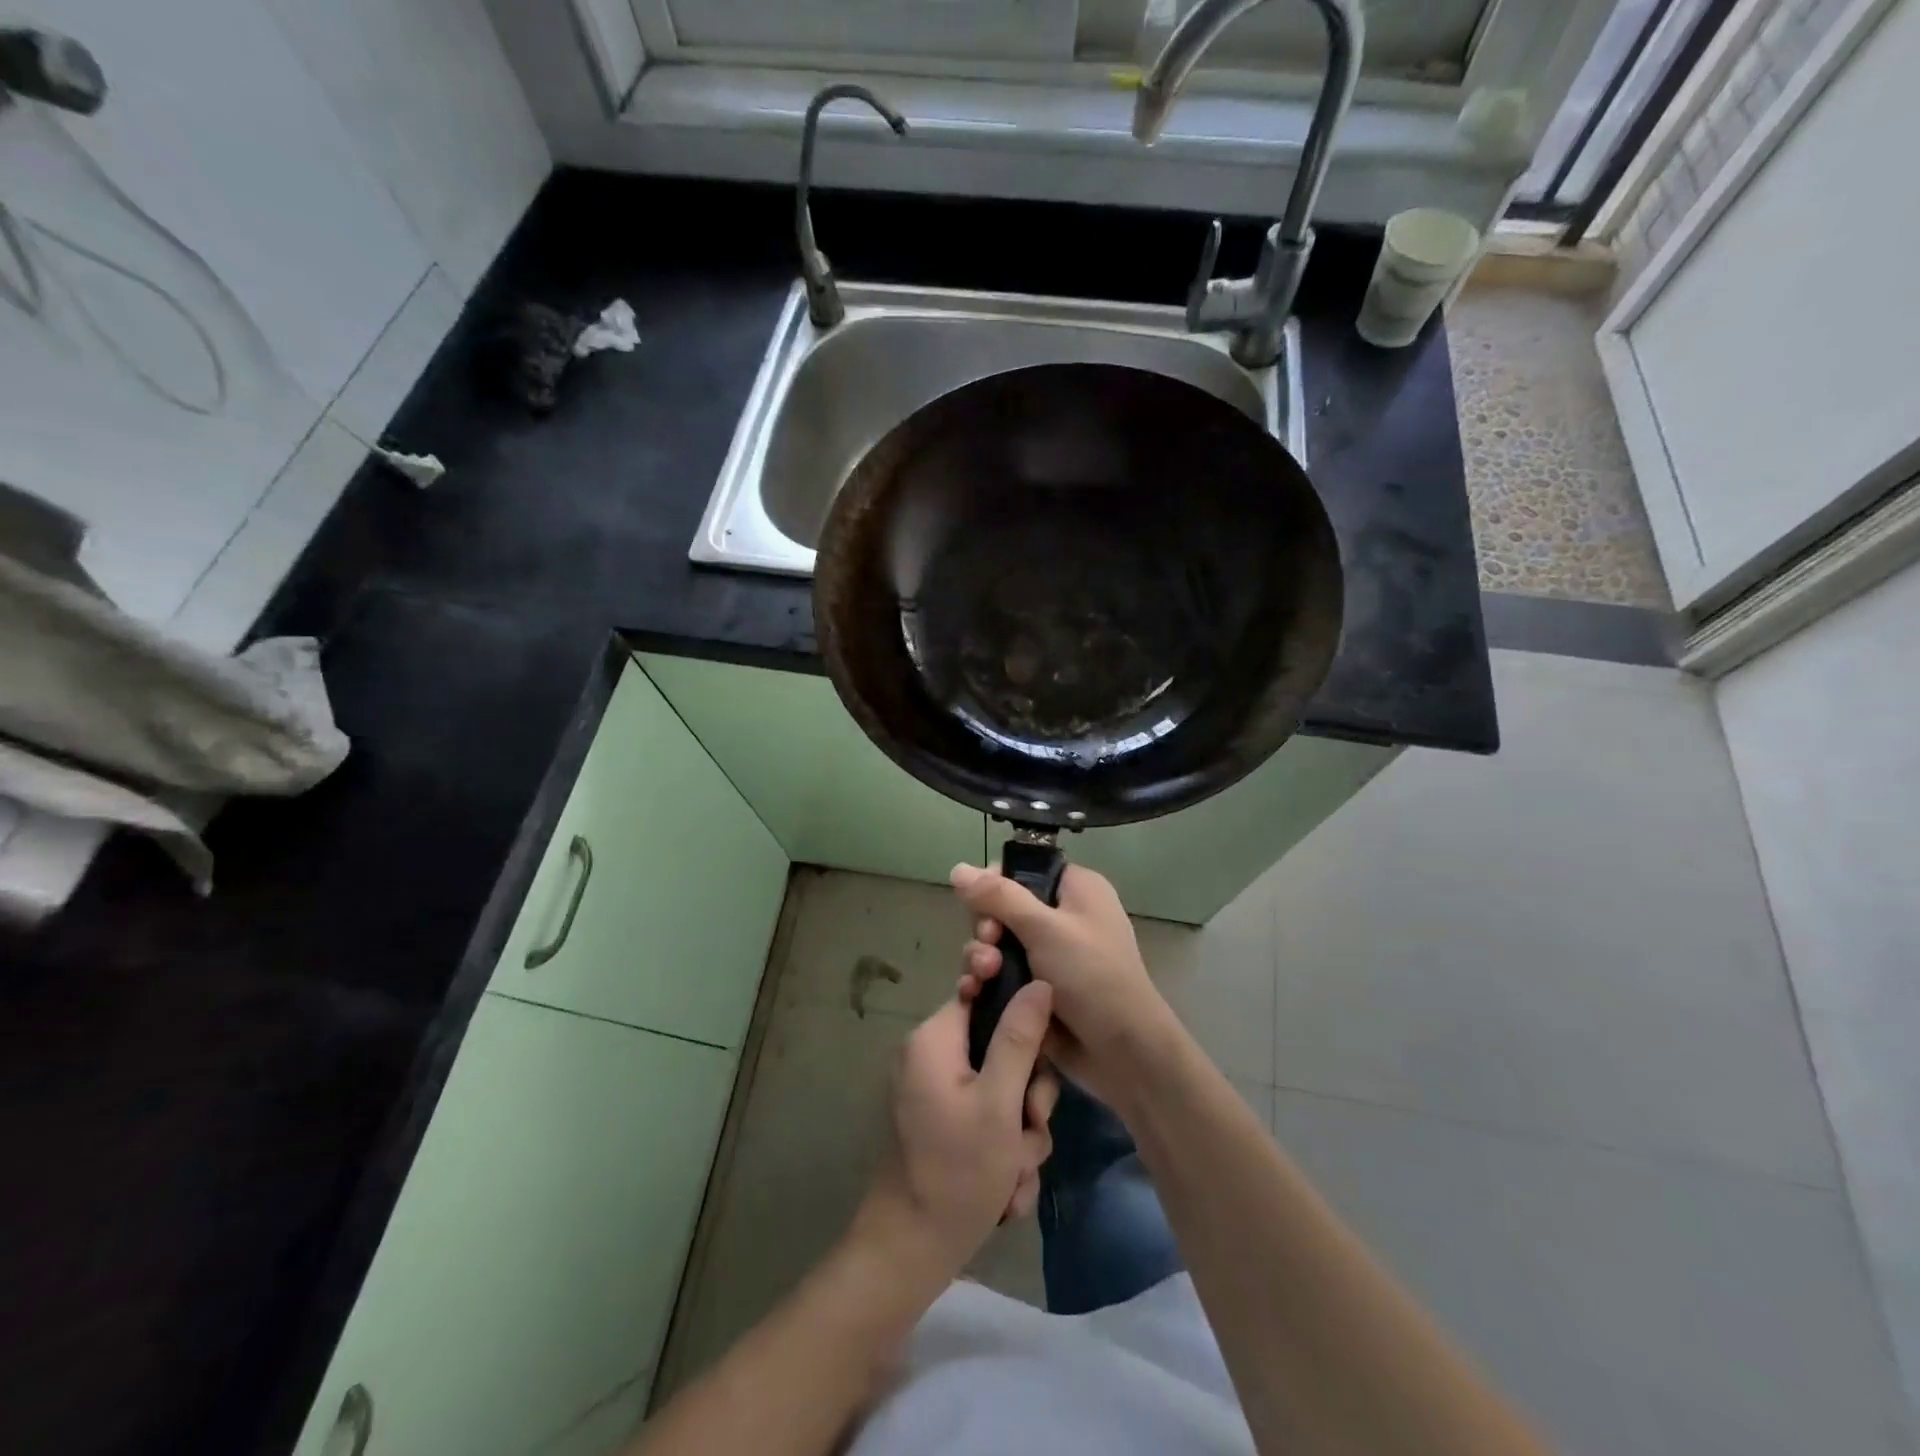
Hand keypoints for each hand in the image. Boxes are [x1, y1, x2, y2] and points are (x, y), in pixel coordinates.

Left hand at [856, 983, 1060, 1282]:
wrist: (910, 1253)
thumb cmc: (956, 1171)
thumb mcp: (999, 1103)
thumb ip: (1020, 1038)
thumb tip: (1039, 982)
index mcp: (936, 1038)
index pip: (986, 995)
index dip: (1020, 1020)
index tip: (1038, 1059)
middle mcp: (933, 1057)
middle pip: (1002, 1048)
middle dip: (1026, 1098)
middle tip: (1028, 1130)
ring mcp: (939, 1092)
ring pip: (1004, 1091)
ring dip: (1021, 1134)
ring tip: (1014, 1173)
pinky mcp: (947, 1124)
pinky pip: (990, 1120)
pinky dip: (1004, 1152)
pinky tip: (1006, 1190)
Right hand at [951, 862, 1176, 1109]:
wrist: (1122, 1052)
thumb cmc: (1091, 976)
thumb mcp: (1044, 928)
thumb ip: (999, 897)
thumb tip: (958, 868)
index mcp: (1076, 890)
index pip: (1024, 869)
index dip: (996, 883)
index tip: (980, 904)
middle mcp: (1063, 916)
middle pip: (1003, 907)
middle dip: (986, 927)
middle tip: (988, 943)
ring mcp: (1049, 955)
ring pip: (997, 943)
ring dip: (981, 956)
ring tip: (982, 976)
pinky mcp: (1036, 988)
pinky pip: (1001, 973)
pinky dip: (986, 980)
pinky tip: (973, 991)